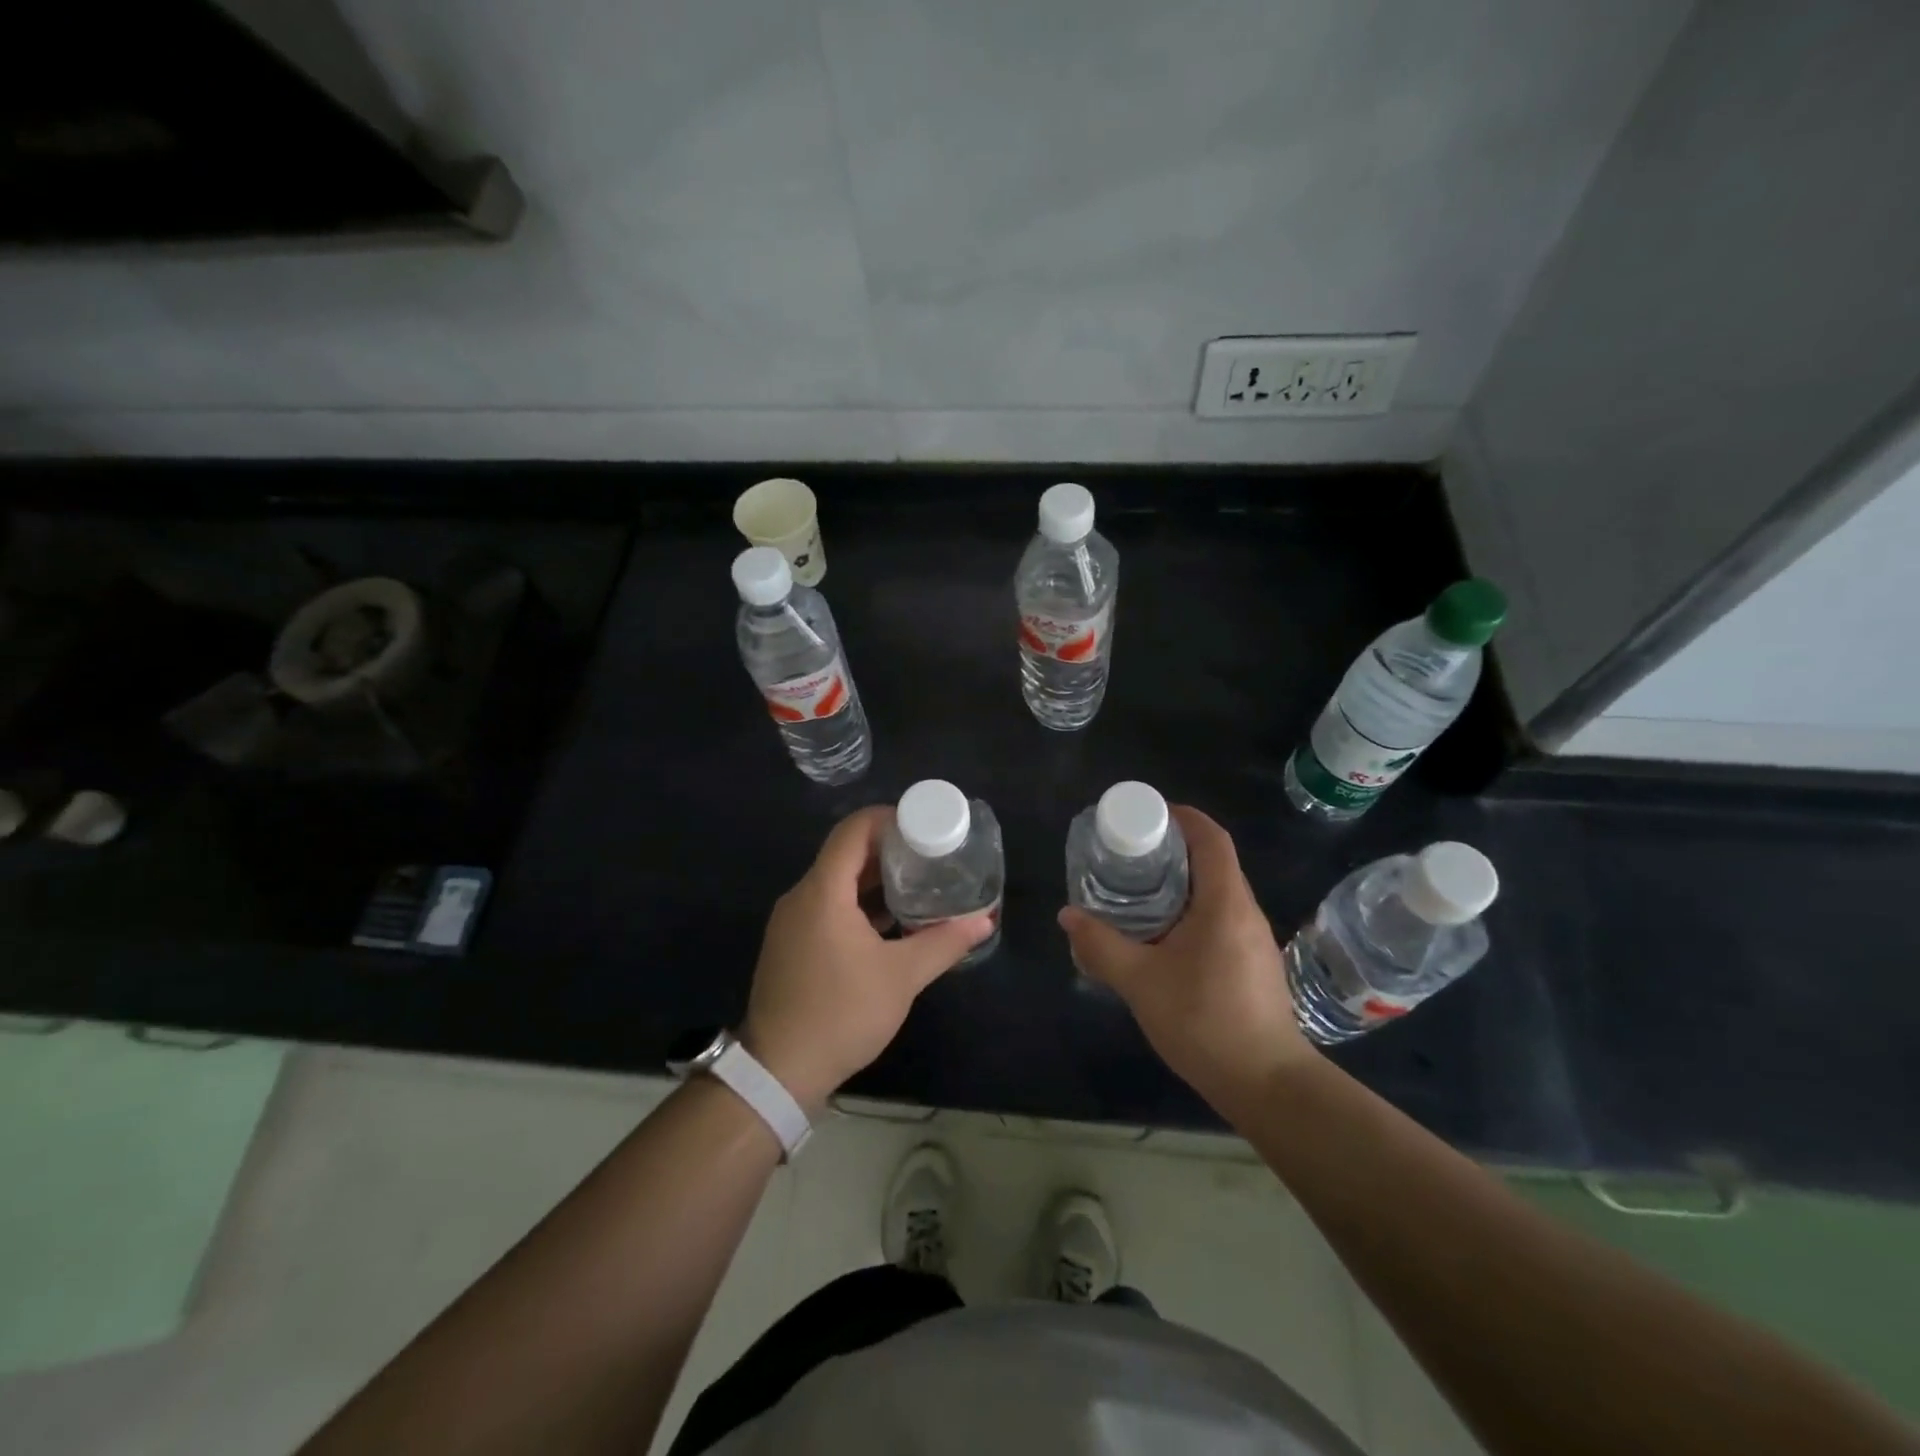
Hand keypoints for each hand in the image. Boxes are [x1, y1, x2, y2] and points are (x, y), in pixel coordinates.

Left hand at [742, 806, 993, 1109]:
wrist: (779, 1071)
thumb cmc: (841, 1013)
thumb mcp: (901, 977)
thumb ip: (944, 943)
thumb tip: (985, 921)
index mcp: (823, 891)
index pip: (854, 830)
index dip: (889, 819)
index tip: (925, 826)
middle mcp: (802, 896)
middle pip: (846, 853)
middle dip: (889, 850)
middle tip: (931, 855)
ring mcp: (792, 921)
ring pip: (837, 882)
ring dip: (875, 879)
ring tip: (919, 884)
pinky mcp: (792, 944)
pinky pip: (828, 906)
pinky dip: (859, 903)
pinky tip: (891, 921)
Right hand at [1059, 805, 1316, 1109]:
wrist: (1267, 1084)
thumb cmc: (1204, 1021)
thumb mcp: (1140, 982)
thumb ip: (1100, 946)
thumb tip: (1068, 916)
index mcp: (1224, 902)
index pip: (1211, 838)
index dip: (1183, 817)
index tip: (1149, 813)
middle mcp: (1245, 911)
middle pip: (1213, 861)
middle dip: (1173, 849)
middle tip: (1130, 853)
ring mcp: (1254, 939)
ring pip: (1216, 892)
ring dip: (1181, 882)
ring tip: (1138, 890)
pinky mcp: (1253, 963)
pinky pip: (1220, 918)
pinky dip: (1190, 910)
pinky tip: (1162, 935)